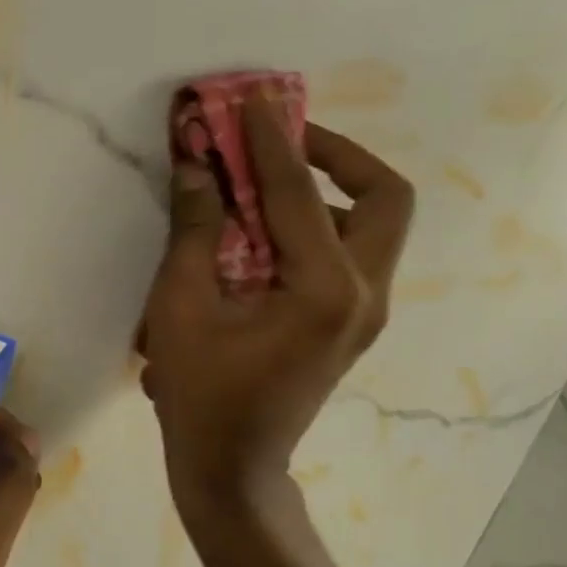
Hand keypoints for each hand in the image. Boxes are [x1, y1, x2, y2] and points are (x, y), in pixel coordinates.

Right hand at [137, 93, 413, 531]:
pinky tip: (265, 228)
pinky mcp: (350, 321)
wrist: (231, 465)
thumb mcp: (182, 307)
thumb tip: (196, 165)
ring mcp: (366, 311)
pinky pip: (350, 251)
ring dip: (328, 187)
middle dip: (336, 155)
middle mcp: (365, 294)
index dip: (268, 142)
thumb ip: (194, 230)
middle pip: (385, 198)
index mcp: (325, 291)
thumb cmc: (200, 392)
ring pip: (374, 223)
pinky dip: (317, 222)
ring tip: (265, 178)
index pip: (301, 193)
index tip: (247, 100)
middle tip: (280, 139)